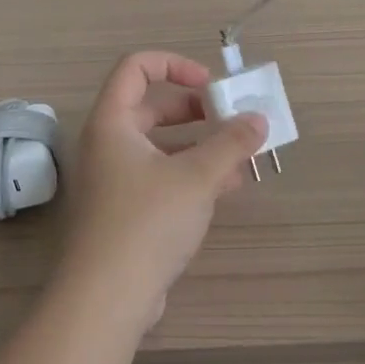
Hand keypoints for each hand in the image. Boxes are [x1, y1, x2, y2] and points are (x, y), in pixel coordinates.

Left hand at [54, 51, 267, 331]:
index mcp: (112, 122)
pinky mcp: (124, 211)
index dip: (174, 65)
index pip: (136, 68)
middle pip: (151, 107)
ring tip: (239, 156)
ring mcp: (114, 180)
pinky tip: (226, 188)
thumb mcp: (196, 177)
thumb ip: (230, 143)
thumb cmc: (146, 221)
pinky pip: (160, 177)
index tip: (209, 84)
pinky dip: (190, 175)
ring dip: (199, 146)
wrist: (106, 298)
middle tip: (230, 119)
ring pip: (160, 146)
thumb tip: (259, 119)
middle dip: (195, 110)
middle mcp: (108, 144)